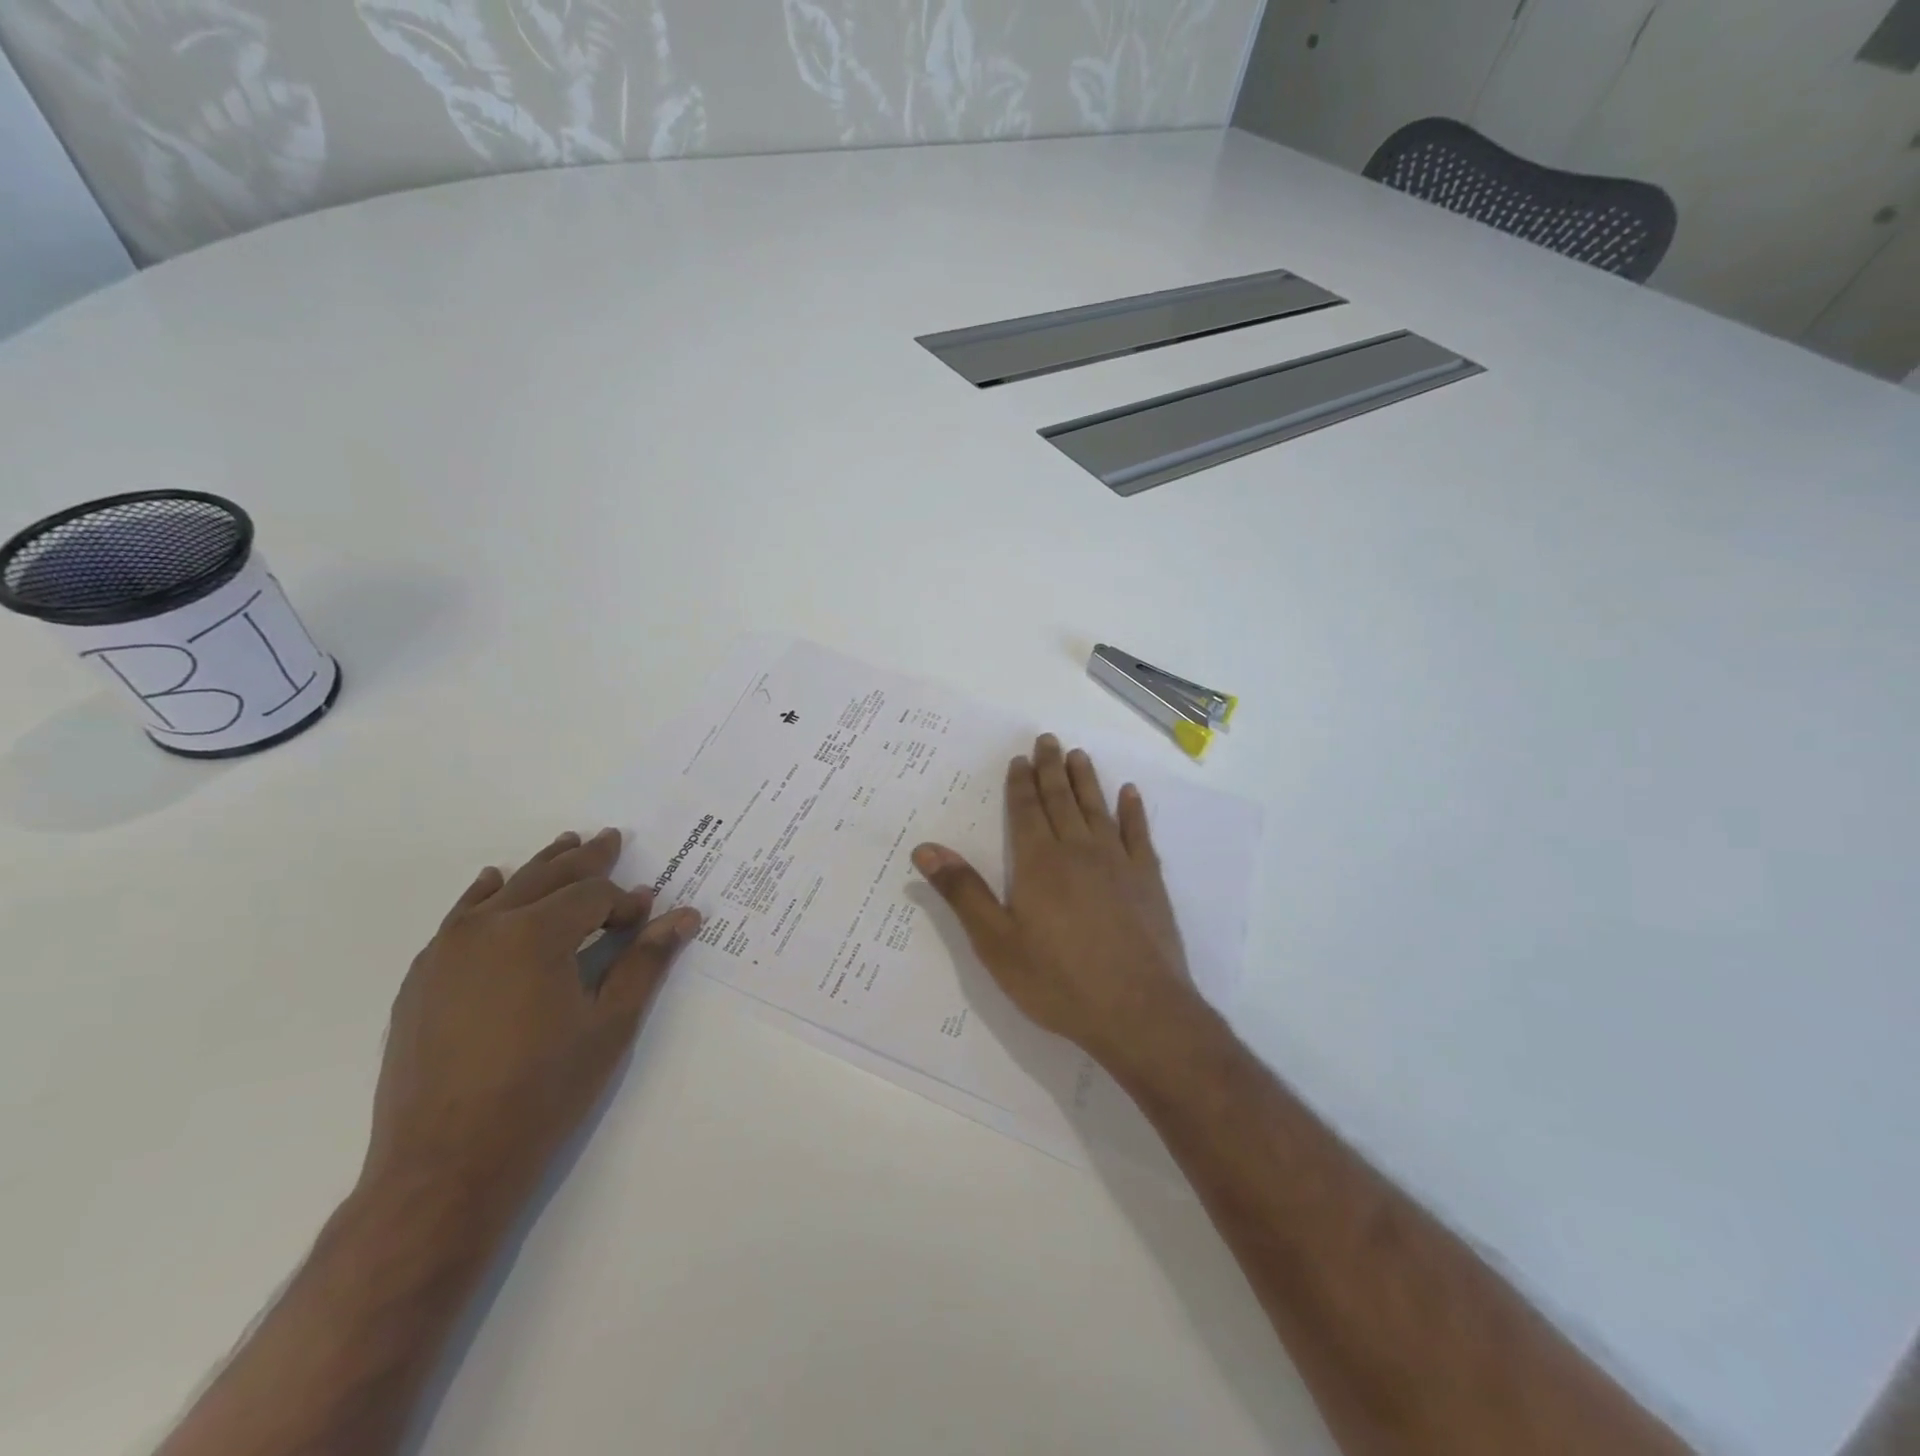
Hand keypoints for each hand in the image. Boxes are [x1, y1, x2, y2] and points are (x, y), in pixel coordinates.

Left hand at [361, 828, 701, 1220]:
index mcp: (535, 934)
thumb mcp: (611, 1024)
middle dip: (584, 860)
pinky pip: (459, 917)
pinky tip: (493, 883)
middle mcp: (487, 928)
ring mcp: (445, 951)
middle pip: (546, 878)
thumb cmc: (543, 1091)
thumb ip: (646, 960)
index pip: (591, 895)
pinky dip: (484, 895)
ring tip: (565, 844)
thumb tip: (685, 915)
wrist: (444, 1165)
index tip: (646, 915)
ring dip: (539, 868)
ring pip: (502, 891)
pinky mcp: (422, 978)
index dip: (624, 901)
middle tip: (610, 838)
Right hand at [912, 735, 1197, 1073]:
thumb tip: (925, 848)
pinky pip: (1138, 833)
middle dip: (1051, 769)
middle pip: (1061, 799)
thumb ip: (963, 892)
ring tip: (1079, 756)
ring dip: (1086, 780)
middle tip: (1048, 740)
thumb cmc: (1058, 980)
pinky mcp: (1148, 880)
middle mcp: (1078, 850)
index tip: (1020, 758)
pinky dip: (1133, 811)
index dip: (1020, 783)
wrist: (1137, 1011)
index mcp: (1038, 862)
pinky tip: (1130, 794)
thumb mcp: (996, 942)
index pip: (1026, 810)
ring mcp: (1118, 862)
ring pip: (1098, 808)